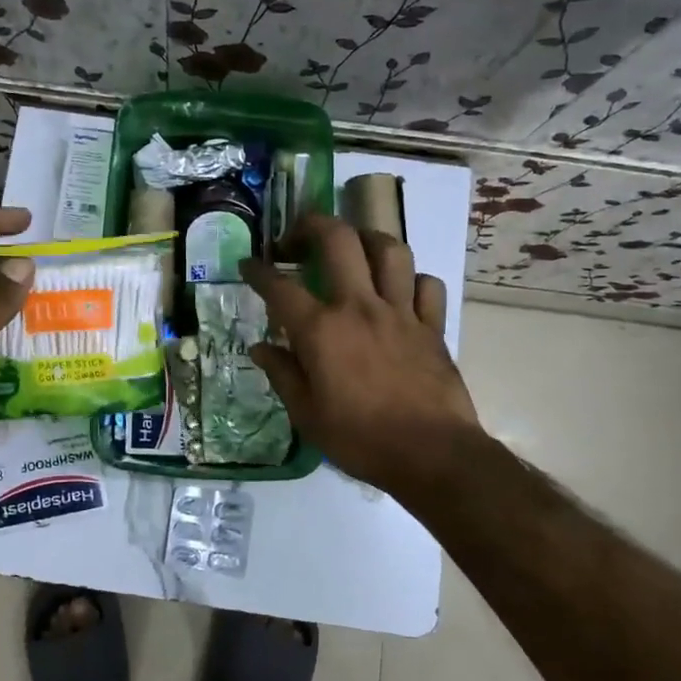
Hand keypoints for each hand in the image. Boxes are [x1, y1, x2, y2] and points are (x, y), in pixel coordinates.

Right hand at [241, 214, 480, 497]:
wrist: (432, 455)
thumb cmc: (361, 440)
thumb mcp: (307, 416)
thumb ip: (283, 374)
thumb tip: (260, 347)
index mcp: (321, 331)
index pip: (280, 287)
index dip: (259, 271)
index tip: (248, 265)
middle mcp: (359, 307)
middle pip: (338, 240)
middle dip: (312, 225)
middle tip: (298, 237)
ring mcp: (401, 312)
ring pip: (389, 250)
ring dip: (366, 239)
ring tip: (353, 248)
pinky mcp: (432, 326)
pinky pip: (426, 285)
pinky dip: (412, 279)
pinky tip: (400, 290)